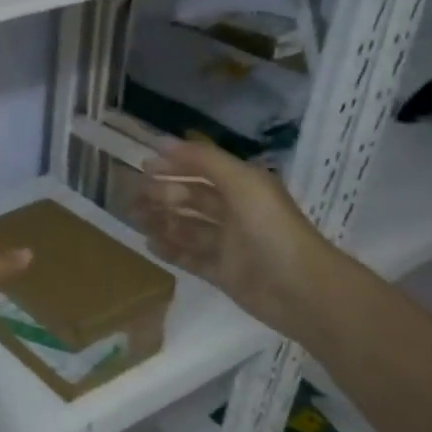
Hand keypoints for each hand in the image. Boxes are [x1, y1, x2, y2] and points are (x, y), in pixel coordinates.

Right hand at [132, 139, 336, 335]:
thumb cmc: (270, 228)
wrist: (298, 288)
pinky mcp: (221, 272)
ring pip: (187, 228)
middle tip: (133, 198)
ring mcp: (228, 244)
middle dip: (162, 195)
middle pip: (192, 198)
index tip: (142, 167)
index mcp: (243, 187)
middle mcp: (235, 212)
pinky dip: (170, 250)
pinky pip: (189, 257)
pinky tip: (148, 244)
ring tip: (134, 219)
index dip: (174, 165)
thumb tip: (162, 143)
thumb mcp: (241, 183)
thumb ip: (203, 160)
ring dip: (161, 221)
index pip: (203, 169)